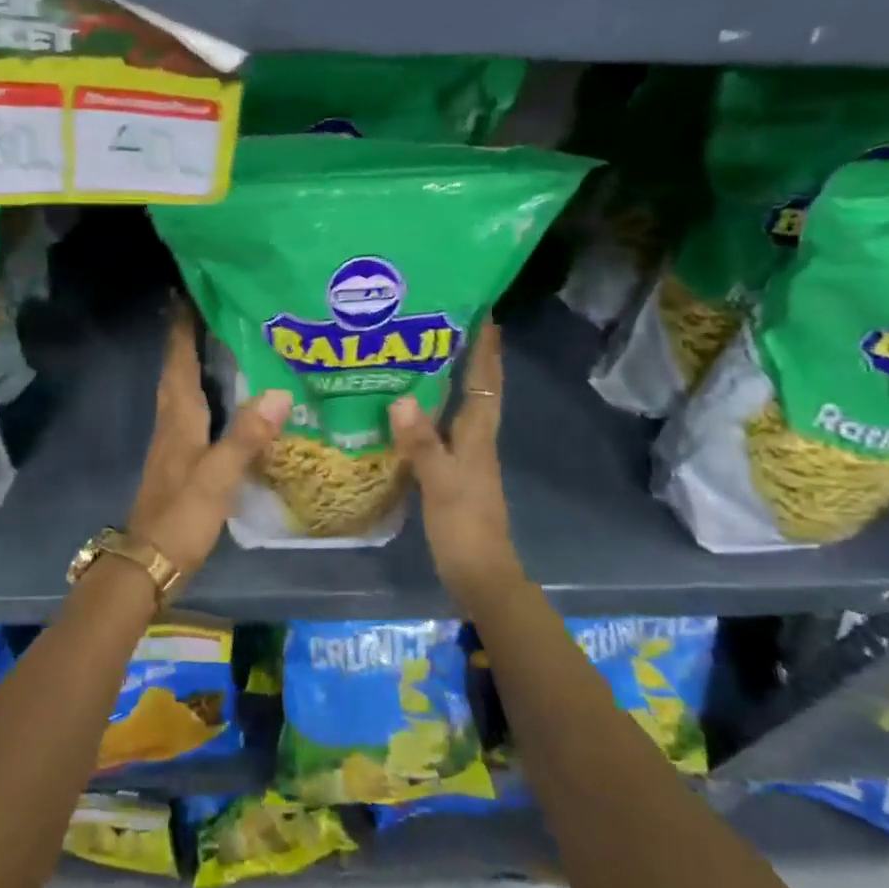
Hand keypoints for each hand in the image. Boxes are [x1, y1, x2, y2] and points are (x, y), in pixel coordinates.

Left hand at [128, 303, 290, 577]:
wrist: (148, 563)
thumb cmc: (180, 516)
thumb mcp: (216, 477)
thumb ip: (246, 437)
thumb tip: (278, 393)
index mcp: (179, 417)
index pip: (178, 361)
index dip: (181, 328)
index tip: (187, 294)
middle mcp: (171, 422)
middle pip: (177, 370)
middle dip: (187, 338)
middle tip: (209, 310)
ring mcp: (172, 442)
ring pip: (182, 390)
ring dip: (193, 363)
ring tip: (218, 342)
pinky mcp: (179, 460)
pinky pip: (190, 412)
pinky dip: (203, 394)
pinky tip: (223, 400)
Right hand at [390, 320, 524, 604]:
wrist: (480, 574)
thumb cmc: (464, 526)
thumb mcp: (440, 483)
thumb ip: (422, 442)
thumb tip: (401, 397)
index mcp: (478, 436)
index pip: (486, 382)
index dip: (487, 349)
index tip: (484, 313)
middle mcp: (477, 439)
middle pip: (477, 388)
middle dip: (468, 355)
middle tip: (442, 323)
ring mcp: (467, 456)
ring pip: (460, 407)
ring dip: (450, 380)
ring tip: (422, 354)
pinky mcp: (454, 472)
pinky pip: (443, 429)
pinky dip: (431, 411)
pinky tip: (408, 409)